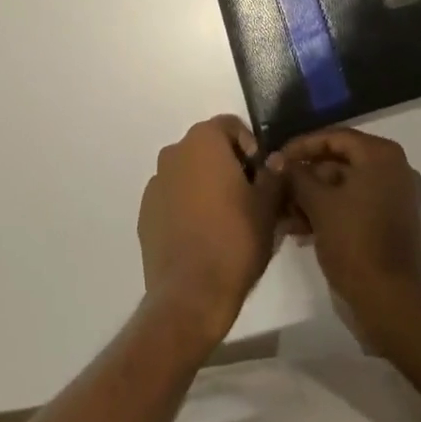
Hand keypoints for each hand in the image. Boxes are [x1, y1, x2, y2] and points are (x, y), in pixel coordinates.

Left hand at [137, 117, 285, 346]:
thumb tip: (274, 160)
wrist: (190, 295)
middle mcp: (174, 152)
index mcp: (203, 140)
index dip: (250, 146)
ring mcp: (156, 183)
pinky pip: (173, 198)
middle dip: (229, 166)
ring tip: (226, 219)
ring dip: (207, 186)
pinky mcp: (145, 214)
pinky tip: (202, 236)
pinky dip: (187, 207)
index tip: (262, 175)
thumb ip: (273, 175)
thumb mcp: (268, 206)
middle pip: (208, 148)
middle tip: (249, 197)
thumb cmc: (235, 240)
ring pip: (189, 173)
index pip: (231, 126)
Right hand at [283, 128, 420, 326]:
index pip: (334, 137)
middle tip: (277, 187)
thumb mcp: (319, 204)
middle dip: (305, 176)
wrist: (392, 302)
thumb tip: (277, 159)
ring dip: (313, 197)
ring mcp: (394, 196)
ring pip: (345, 186)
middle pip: (340, 161)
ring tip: (283, 212)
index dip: (302, 146)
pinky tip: (299, 227)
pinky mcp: (391, 222)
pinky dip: (330, 211)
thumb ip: (296, 176)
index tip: (277, 158)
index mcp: (380, 155)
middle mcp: (392, 168)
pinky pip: (355, 204)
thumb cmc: (355, 242)